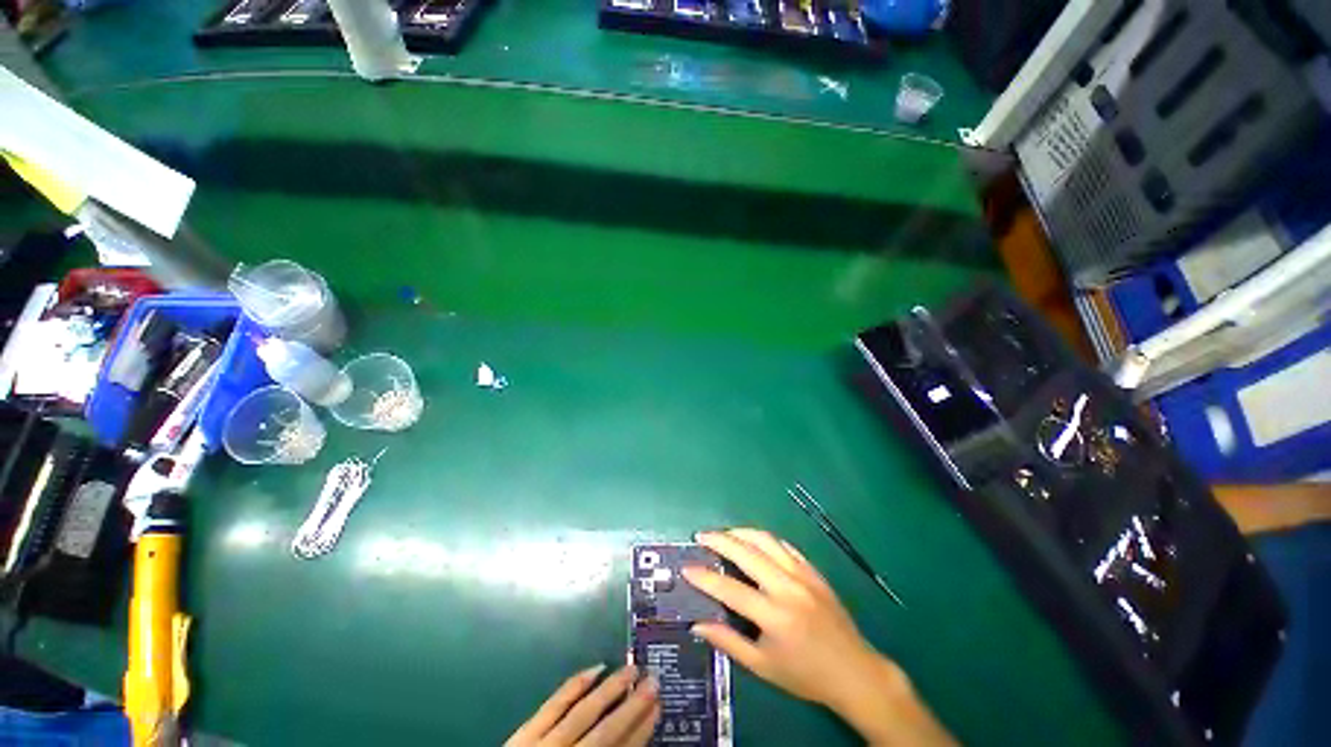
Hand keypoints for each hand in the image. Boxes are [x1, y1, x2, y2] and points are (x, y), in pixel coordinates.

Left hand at [506, 664, 659, 746]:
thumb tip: (630, 740)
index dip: (642, 730)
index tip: (658, 707)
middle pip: (607, 730)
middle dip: (634, 706)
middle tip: (654, 680)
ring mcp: (544, 744)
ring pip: (585, 711)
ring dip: (611, 689)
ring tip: (632, 669)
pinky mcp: (526, 732)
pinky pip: (555, 703)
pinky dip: (577, 684)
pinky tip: (596, 668)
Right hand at [684, 529, 954, 746]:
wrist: (855, 672)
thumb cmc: (806, 675)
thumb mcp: (763, 667)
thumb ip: (729, 643)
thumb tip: (698, 625)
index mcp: (774, 615)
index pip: (730, 589)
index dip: (705, 577)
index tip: (687, 567)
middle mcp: (787, 588)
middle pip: (747, 553)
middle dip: (720, 540)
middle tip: (702, 536)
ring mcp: (803, 575)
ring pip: (766, 541)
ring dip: (742, 533)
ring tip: (725, 533)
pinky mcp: (813, 571)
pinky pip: (785, 547)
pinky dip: (766, 540)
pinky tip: (755, 541)